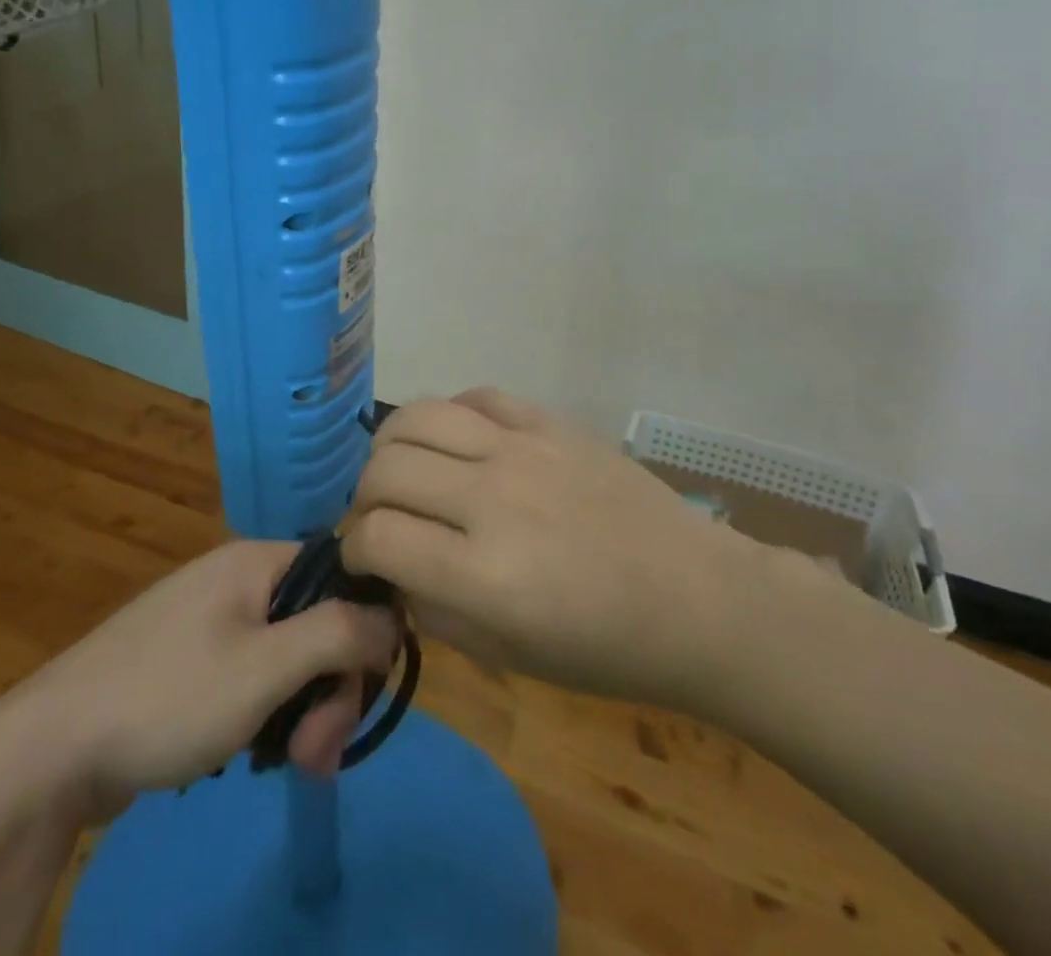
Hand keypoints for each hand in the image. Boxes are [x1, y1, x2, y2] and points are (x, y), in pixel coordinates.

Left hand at [0, 540, 400, 810]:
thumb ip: (338, 634)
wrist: (50, 749)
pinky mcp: (191, 660)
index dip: (365, 631)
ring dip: (302, 710)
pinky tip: (253, 754)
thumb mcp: (265, 668)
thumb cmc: (168, 696)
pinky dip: (267, 713)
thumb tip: (395, 616)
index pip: (343, 576)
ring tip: (287, 765)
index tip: (358, 696)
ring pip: (288, 656)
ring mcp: (211, 618)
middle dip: (330, 689)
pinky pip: (254, 675)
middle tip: (316, 755)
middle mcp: (238, 578)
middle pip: (317, 622)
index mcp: (257, 560)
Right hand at [343, 388, 765, 708]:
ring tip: (406, 469)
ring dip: (392, 446)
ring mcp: (522, 449)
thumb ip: (432, 610)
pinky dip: (450, 416)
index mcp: (484, 576)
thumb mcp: (507, 655)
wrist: (695, 597)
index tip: (364, 556)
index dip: (355, 549)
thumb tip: (389, 567)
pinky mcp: (548, 421)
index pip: (377, 536)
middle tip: (382, 516)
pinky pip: (475, 396)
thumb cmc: (604, 647)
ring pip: (417, 416)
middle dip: (363, 497)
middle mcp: (493, 500)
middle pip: (385, 469)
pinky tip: (458, 444)